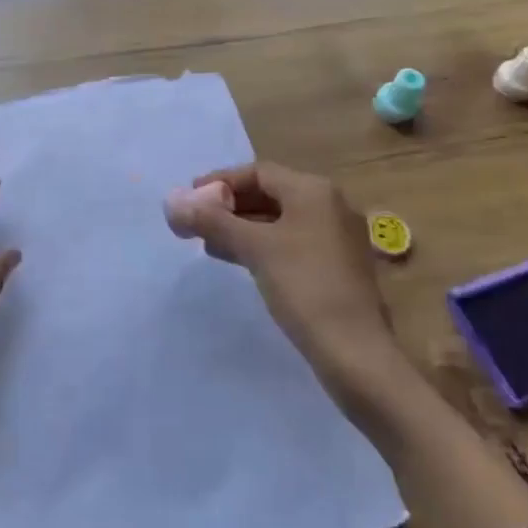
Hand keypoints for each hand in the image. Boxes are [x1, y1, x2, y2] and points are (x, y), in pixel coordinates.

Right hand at [169, 162, 399, 416]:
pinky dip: (262, 245)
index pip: (258, 172)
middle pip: (270, 194)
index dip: (221, 181)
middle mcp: (329, 206)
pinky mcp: (337, 267)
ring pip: (279, 221)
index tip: (190, 197)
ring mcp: (336, 237)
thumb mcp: (254, 248)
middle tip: (197, 221)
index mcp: (314, 191)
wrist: (356, 354)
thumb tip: (172, 202)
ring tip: (209, 243)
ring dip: (243, 227)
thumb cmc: (304, 287)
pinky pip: (291, 242)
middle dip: (230, 206)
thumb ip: (212, 221)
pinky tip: (240, 261)